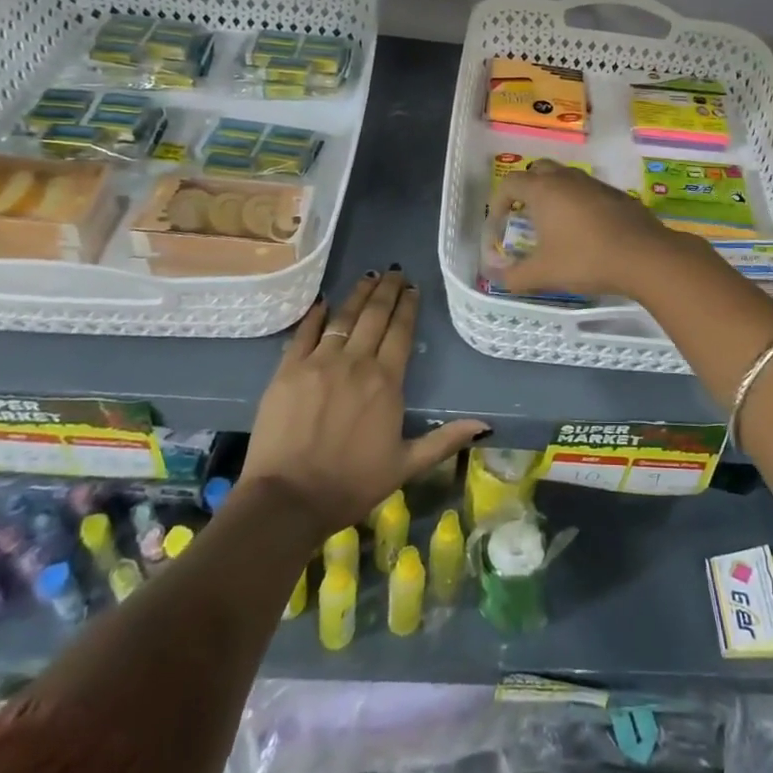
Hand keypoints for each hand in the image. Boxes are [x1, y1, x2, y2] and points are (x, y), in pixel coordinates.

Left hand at [237, 270, 487, 535]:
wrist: (288, 500)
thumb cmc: (351, 485)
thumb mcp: (405, 465)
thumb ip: (444, 440)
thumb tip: (485, 425)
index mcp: (386, 382)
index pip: (401, 332)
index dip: (408, 307)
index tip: (412, 288)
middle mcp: (355, 362)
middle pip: (374, 316)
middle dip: (387, 291)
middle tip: (394, 272)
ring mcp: (319, 363)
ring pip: (343, 317)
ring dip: (358, 295)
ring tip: (368, 277)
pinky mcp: (288, 370)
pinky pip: (304, 333)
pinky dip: (315, 315)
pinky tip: (323, 302)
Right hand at [494, 160, 686, 300]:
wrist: (644, 256)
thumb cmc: (585, 259)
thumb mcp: (543, 274)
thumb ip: (514, 276)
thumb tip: (495, 277)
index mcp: (544, 190)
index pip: (510, 183)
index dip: (498, 203)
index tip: (498, 225)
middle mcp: (568, 179)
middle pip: (538, 170)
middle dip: (526, 188)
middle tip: (524, 215)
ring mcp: (595, 184)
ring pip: (566, 178)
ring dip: (554, 195)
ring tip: (553, 225)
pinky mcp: (617, 195)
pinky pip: (588, 191)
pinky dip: (578, 203)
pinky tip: (585, 231)